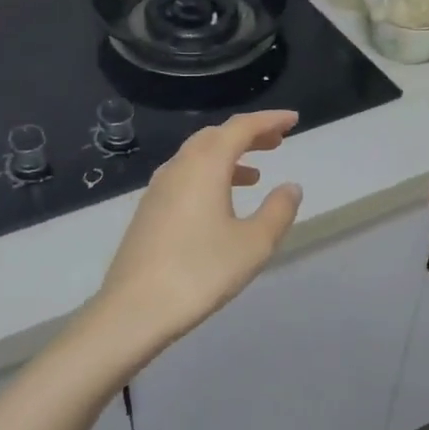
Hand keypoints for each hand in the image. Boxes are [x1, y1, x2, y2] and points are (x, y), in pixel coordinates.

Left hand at [90, 110, 303, 358]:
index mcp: (205, 165)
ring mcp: (158, 189)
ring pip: (197, 157)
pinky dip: (209, 176)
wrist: (135, 309)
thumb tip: (290, 187)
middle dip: (248, 135)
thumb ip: (278, 211)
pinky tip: (220, 203)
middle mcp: (178, 167)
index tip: (293, 120)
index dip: (269, 120)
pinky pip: (184, 177)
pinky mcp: (148, 211)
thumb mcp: (253, 244)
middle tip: (277, 142)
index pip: (240, 128)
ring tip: (255, 174)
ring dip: (228, 157)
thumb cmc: (200, 272)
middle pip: (216, 136)